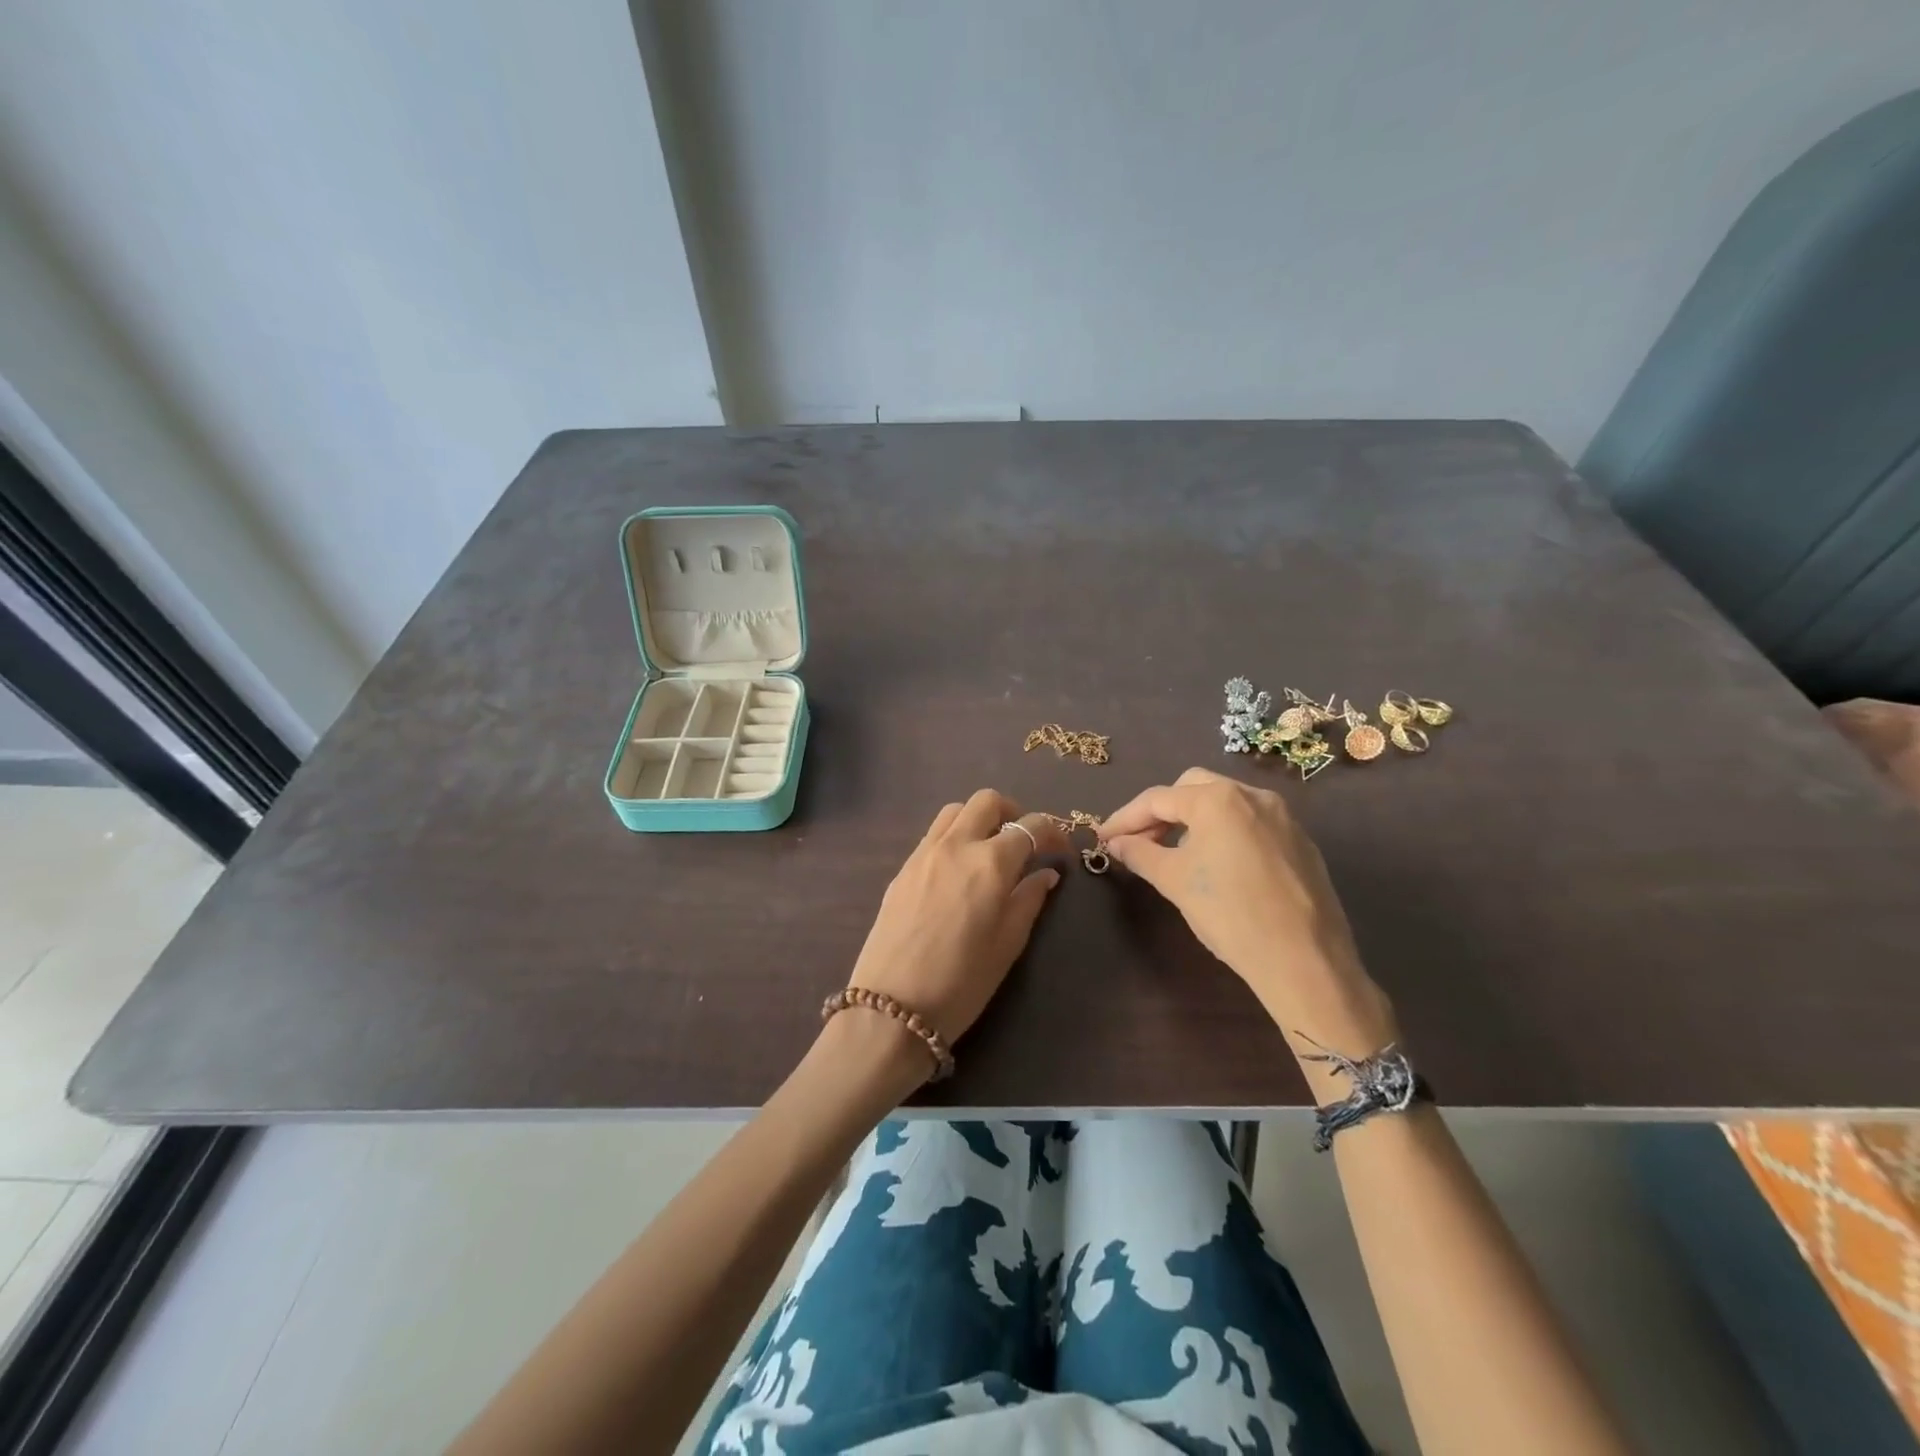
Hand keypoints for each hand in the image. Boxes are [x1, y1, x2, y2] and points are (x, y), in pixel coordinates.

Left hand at [845, 790, 1068, 1071]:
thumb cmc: (962, 983)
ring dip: (980, 819)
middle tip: (1025, 842)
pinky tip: (960, 870)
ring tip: (991, 850)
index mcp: (990, 863)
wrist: (891, 1008)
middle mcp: (956, 846)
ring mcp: (923, 853)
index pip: (1031, 827)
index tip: (1062, 852)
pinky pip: (934, 834)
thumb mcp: (1008, 945)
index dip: (1054, 833)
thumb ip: (1029, 900)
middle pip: (987, 801)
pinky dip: (954, 836)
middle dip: (1014, 813)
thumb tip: (1045, 873)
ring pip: (955, 811)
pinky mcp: (902, 868)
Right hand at [1100, 768, 1396, 1071]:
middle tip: (1139, 841)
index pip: (1157, 799)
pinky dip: (1224, 831)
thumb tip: (1117, 842)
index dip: (1125, 818)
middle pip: (1192, 788)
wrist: (1305, 961)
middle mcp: (1252, 795)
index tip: (1103, 837)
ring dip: (1192, 819)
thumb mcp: (1175, 882)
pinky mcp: (1300, 840)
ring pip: (1224, 802)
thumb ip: (1140, 854)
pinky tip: (1216, 864)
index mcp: (1218, 799)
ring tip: (1173, 852)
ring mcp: (1282, 816)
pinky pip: (1250, 822)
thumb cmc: (1230, 915)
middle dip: (1161, 810)